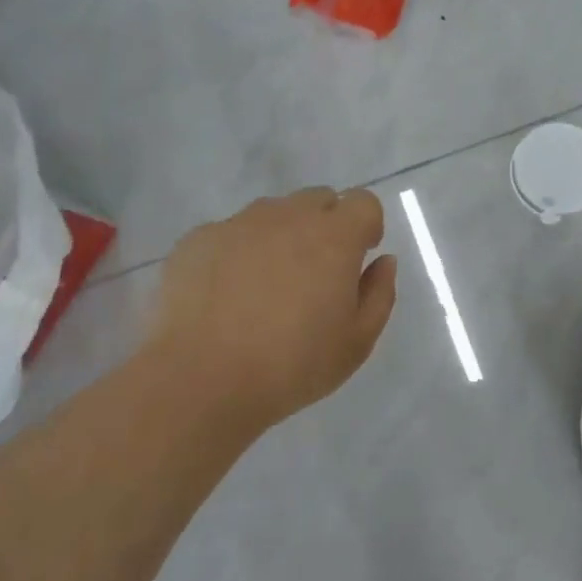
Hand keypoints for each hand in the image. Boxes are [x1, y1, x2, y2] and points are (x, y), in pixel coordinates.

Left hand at [136, 187, 397, 441]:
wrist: (200, 380)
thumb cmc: (292, 365)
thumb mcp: (357, 342)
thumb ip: (379, 294)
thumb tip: (383, 261)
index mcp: (334, 236)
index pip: (363, 202)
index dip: (366, 226)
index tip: (358, 259)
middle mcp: (288, 216)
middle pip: (318, 200)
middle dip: (326, 226)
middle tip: (315, 275)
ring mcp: (238, 224)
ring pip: (272, 214)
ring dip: (281, 236)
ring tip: (266, 288)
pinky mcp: (198, 239)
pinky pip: (230, 234)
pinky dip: (238, 253)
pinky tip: (226, 297)